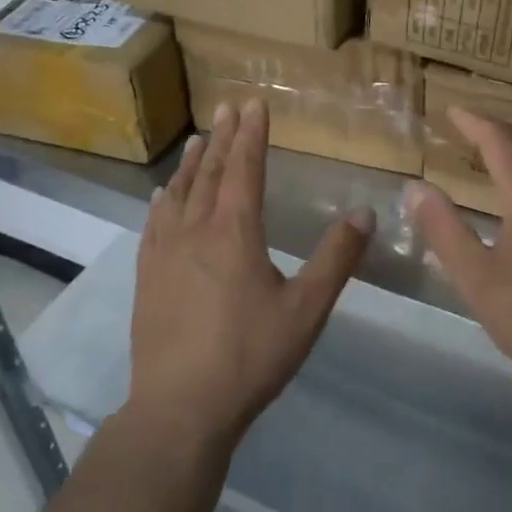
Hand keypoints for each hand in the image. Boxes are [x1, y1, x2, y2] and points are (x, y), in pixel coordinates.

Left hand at [130, 98, 373, 450]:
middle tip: (227, 107)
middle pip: (211, 173)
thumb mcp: (306, 309)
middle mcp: (196, 230)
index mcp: (235, 232)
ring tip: (198, 139)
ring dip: (192, 163)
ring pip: (179, 193)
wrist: (179, 408)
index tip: (253, 104)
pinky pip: (154, 223)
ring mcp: (165, 253)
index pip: (245, 168)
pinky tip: (161, 196)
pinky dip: (162, 200)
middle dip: (223, 137)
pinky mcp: (147, 277)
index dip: (251, 134)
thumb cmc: (249, 356)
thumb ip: (336, 258)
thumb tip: (365, 212)